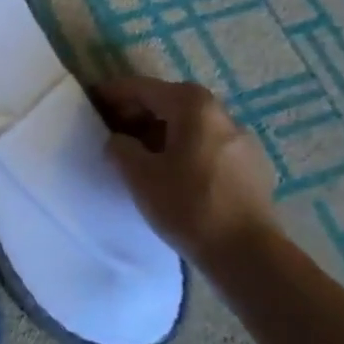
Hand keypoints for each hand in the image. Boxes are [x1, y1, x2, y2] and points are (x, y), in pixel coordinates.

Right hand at [92, 77, 276, 260]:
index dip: (113, 93)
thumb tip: (120, 141)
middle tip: (111, 131)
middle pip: (169, 102)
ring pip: (190, 125)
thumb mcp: (138, 174)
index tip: (91, 101)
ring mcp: (241, 139)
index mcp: (192, 105)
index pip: (142, 88)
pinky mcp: (251, 166)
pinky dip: (184, 149)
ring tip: (139, 155)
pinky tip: (172, 174)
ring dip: (161, 132)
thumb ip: (120, 147)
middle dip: (137, 113)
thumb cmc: (187, 205)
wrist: (248, 255)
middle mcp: (221, 113)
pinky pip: (207, 145)